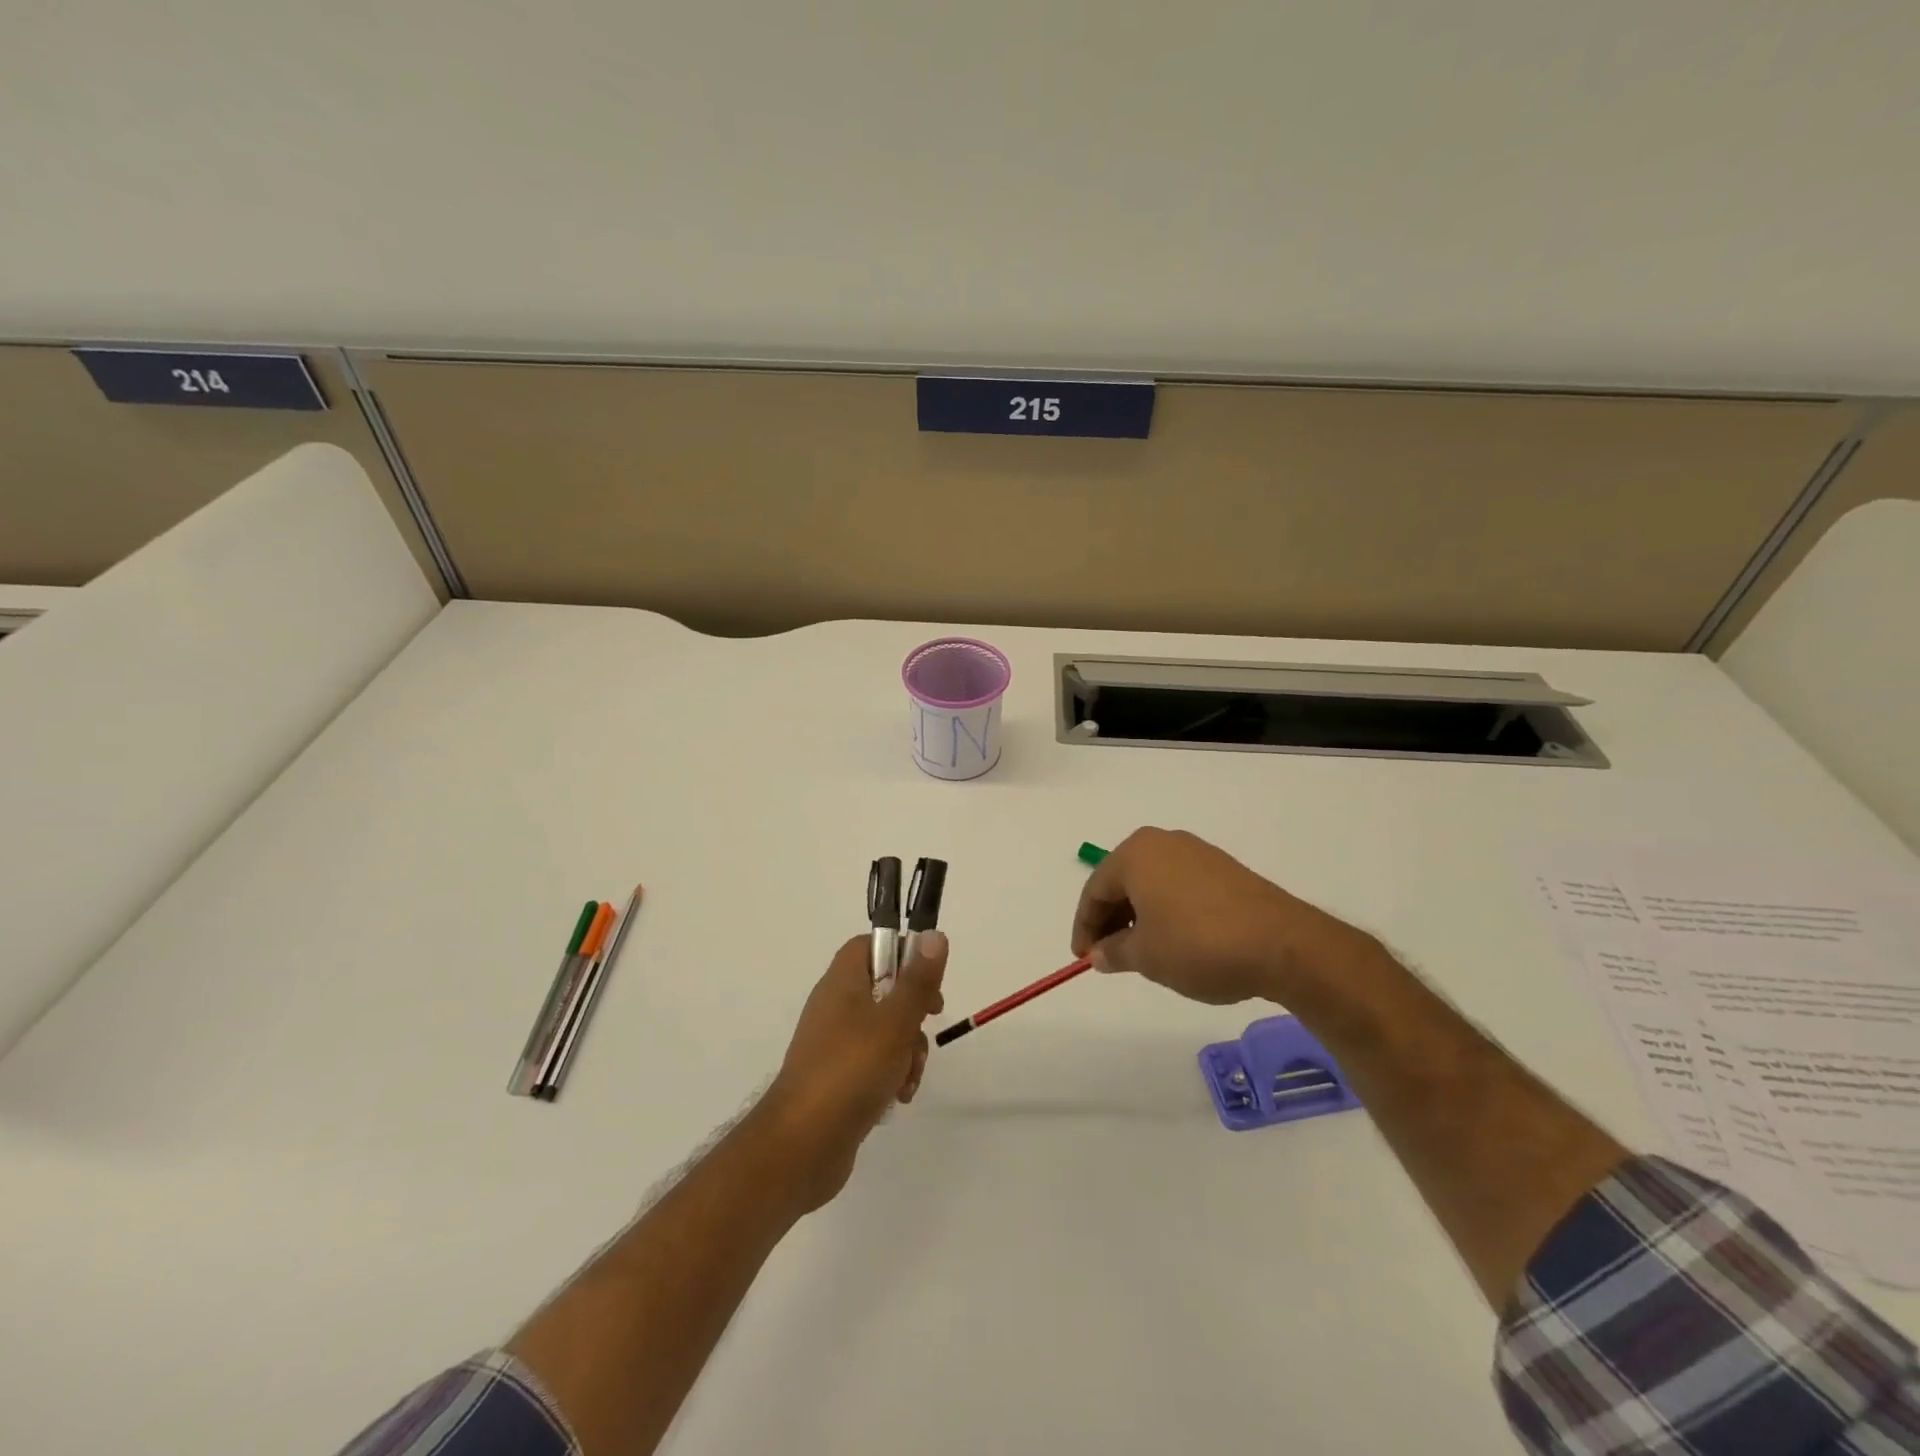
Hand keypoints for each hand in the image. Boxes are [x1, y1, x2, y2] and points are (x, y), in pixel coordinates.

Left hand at [761, 932, 946, 1210]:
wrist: (802, 1145)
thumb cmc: (850, 1071)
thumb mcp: (894, 1022)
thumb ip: (918, 980)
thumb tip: (933, 935)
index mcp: (842, 983)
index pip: (870, 945)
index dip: (902, 953)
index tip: (927, 978)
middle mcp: (835, 1007)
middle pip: (884, 988)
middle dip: (913, 1010)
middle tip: (928, 1021)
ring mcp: (835, 1044)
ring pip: (885, 1029)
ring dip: (907, 1048)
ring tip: (909, 1075)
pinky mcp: (838, 1077)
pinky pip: (874, 1062)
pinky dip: (892, 1073)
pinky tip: (899, 1095)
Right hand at [1070, 828, 1372, 1005]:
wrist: (1283, 945)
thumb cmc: (1198, 944)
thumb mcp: (1146, 956)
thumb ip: (1114, 952)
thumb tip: (1100, 953)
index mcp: (1136, 854)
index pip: (1095, 889)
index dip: (1085, 927)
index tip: (1084, 958)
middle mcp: (1164, 843)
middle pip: (1123, 882)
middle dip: (1112, 920)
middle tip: (1109, 956)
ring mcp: (1198, 854)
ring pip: (1152, 884)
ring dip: (1139, 917)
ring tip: (1142, 953)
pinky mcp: (1225, 870)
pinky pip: (1180, 888)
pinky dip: (1168, 912)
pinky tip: (1176, 941)